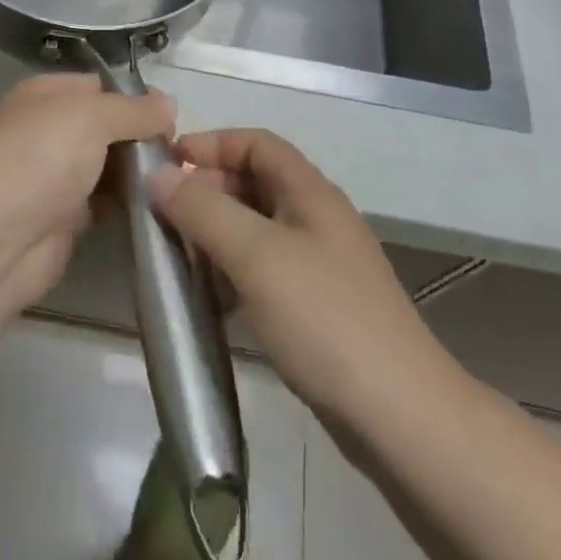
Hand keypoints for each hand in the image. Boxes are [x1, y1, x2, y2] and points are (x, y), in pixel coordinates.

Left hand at [0, 74, 174, 319]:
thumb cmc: (40, 159)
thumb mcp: (92, 116)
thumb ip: (134, 109)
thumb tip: (169, 104)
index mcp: (45, 94)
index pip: (100, 86)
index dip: (136, 99)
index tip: (173, 119)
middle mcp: (48, 130)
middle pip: (107, 126)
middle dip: (142, 137)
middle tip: (181, 154)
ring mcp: (55, 176)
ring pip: (108, 165)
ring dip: (139, 173)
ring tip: (178, 180)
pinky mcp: (64, 219)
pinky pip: (105, 202)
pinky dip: (128, 204)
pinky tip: (159, 205)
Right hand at [150, 130, 436, 423]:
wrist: (402, 416)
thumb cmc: (324, 318)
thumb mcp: (256, 255)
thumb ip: (203, 209)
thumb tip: (159, 174)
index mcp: (310, 192)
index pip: (256, 142)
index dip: (211, 144)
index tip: (166, 165)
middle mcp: (317, 218)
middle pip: (255, 182)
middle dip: (208, 190)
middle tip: (164, 216)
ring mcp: (321, 264)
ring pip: (257, 229)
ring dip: (217, 234)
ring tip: (179, 257)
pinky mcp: (318, 307)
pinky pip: (265, 270)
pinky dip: (234, 273)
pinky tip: (212, 300)